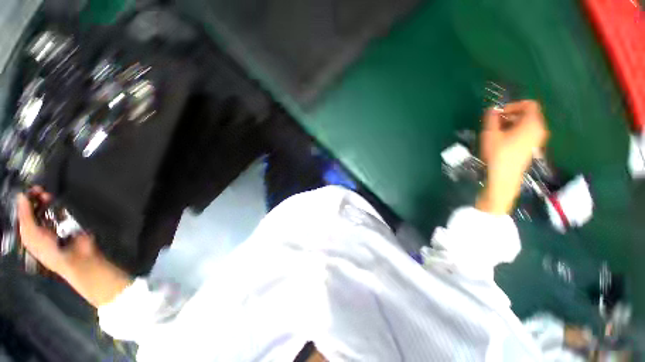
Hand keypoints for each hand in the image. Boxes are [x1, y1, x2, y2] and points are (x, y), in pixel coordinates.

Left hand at [17, 191, 130, 306]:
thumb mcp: (31, 235)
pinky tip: (58, 203)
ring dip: (46, 201)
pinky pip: (62, 211)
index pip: (23, 214)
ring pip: (48, 208)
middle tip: (40, 191)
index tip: (28, 191)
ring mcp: (55, 224)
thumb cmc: (49, 251)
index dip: (24, 202)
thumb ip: (25, 216)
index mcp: (29, 233)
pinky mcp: (70, 222)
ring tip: (48, 195)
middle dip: (35, 199)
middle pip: (35, 209)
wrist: (77, 258)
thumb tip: (21, 196)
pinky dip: (59, 206)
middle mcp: (40, 227)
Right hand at [476, 100, 549, 214]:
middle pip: (528, 114)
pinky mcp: (533, 147)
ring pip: (527, 124)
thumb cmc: (498, 153)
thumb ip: (492, 118)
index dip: (513, 105)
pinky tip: (503, 140)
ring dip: (512, 124)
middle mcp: (539, 129)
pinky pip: (527, 133)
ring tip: (497, 132)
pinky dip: (516, 131)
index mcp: (532, 123)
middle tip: (495, 122)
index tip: (499, 113)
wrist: (505, 176)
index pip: (529, 105)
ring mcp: (538, 139)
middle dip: (511, 115)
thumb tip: (492, 109)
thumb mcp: (490, 133)